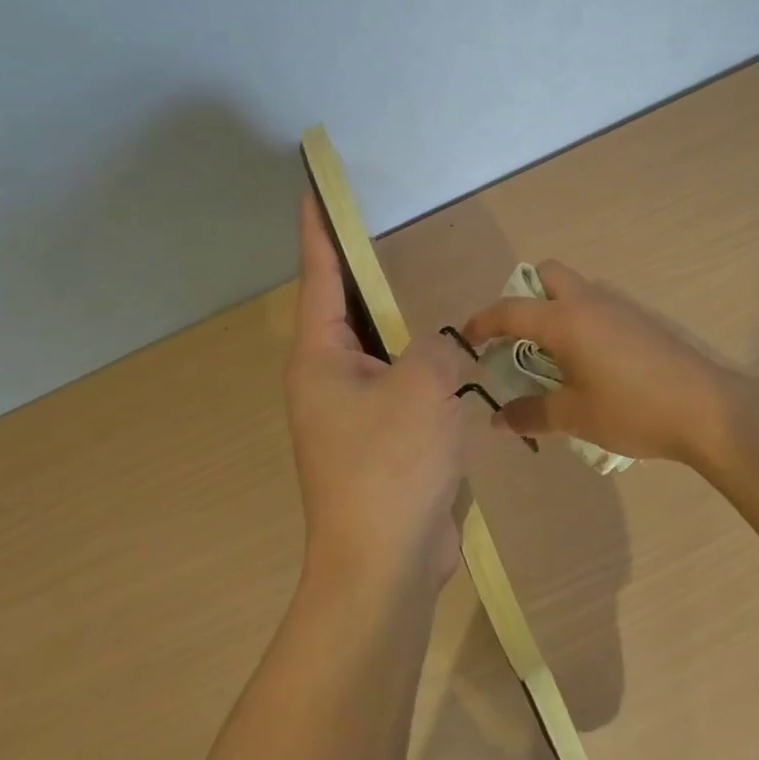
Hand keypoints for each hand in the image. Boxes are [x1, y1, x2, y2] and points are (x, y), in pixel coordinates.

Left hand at [285, 194, 474, 591]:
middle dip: (361, 275)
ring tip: (418, 293)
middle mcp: (325, 380)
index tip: (314, 195)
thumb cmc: (392, 462)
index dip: (320, 233)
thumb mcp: (424, 384)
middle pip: (345, 312)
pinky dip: (415, 369)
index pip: (320, 278)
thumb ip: (435, 346)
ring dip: (396, 327)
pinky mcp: (375, 443)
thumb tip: (437, 349)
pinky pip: (395, 387)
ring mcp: (348, 415)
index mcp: (320, 358)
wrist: (383, 564)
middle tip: (380, 237)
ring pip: (374, 352)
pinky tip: (444, 361)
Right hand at [459, 260, 752, 470]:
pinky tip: (591, 363)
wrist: (708, 409)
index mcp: (565, 321)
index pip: (510, 310)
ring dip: (555, 309)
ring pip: (575, 289)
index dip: (483, 322)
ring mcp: (619, 306)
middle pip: (547, 275)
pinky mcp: (641, 319)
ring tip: (553, 357)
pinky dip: (581, 320)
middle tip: (517, 338)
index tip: (466, 340)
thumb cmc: (633, 410)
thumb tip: (499, 419)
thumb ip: (532, 414)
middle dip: (524, 296)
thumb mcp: (576, 417)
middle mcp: (589, 301)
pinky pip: (598, 305)